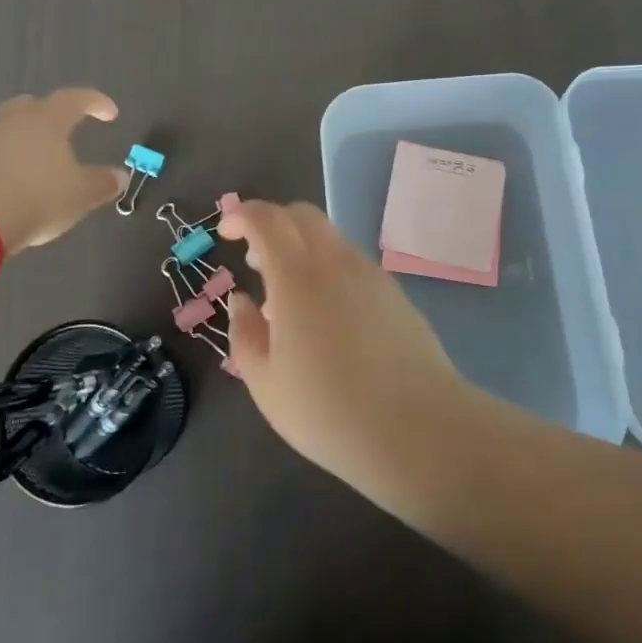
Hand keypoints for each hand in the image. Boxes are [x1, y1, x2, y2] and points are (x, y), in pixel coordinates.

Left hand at [0, 88, 126, 252]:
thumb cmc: (36, 196)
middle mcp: (15, 120)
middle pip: (34, 105)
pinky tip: (17, 181)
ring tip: (41, 162)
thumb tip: (120, 176)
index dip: (96, 103)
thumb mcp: (80, 195)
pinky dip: (8, 160)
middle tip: (66, 129)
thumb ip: (102, 183)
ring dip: (28, 140)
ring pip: (11, 129)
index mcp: (48, 118)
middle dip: (52, 114)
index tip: (110, 114)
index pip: (76, 99)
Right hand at [218, 199, 465, 490]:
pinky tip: (324, 316)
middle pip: (302, 215)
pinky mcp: (394, 293)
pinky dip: (327, 269)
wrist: (416, 427)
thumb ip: (245, 333)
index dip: (242, 215)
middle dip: (272, 223)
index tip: (225, 232)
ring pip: (329, 238)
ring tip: (287, 298)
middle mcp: (335, 261)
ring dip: (301, 249)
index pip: (267, 219)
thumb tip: (242, 301)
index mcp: (297, 275)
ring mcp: (370, 274)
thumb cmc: (328, 410)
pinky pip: (351, 263)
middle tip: (255, 260)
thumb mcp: (265, 382)